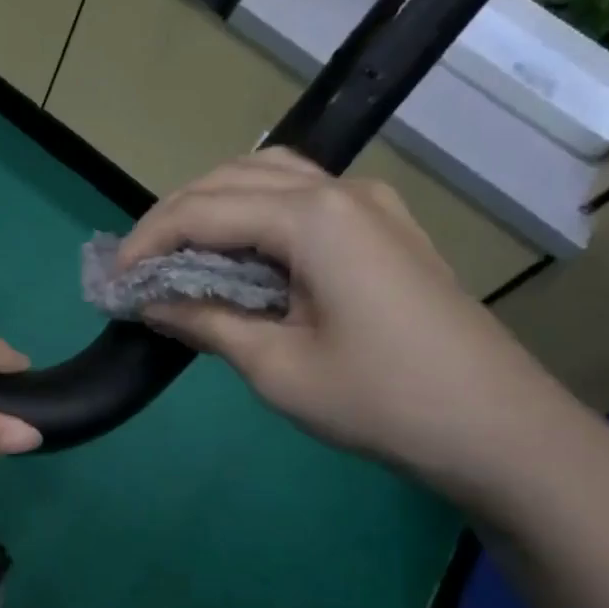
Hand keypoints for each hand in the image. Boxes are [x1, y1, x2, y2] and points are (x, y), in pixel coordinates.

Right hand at [119, 149, 606, 513]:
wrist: (496, 428)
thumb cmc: (380, 401)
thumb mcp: (277, 367)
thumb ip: (207, 321)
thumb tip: (151, 302)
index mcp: (313, 218)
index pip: (204, 211)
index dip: (149, 241)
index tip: (112, 279)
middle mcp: (340, 191)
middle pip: (233, 179)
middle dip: (175, 217)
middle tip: (138, 266)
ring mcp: (369, 204)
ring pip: (269, 179)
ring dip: (215, 207)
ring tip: (180, 254)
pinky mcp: (383, 228)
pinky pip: (302, 199)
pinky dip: (256, 216)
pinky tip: (240, 254)